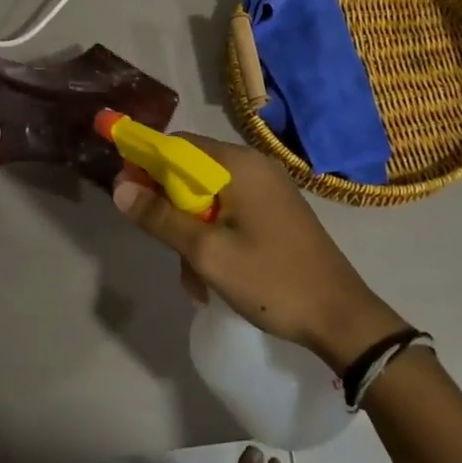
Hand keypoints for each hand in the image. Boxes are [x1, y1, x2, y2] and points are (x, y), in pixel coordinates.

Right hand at [112, 135, 406, 371]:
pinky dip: (215, 239)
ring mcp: (269, 190)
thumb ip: (160, 217)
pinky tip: (214, 278)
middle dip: (171, 211)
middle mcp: (254, 167)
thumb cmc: (270, 280)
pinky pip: (231, 214)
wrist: (341, 318)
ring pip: (209, 199)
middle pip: (192, 173)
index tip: (126, 194)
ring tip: (195, 280)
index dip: (146, 163)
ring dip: (192, 234)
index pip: (178, 144)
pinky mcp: (277, 213)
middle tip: (166, 249)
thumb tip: (119, 188)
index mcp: (239, 165)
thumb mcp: (206, 252)